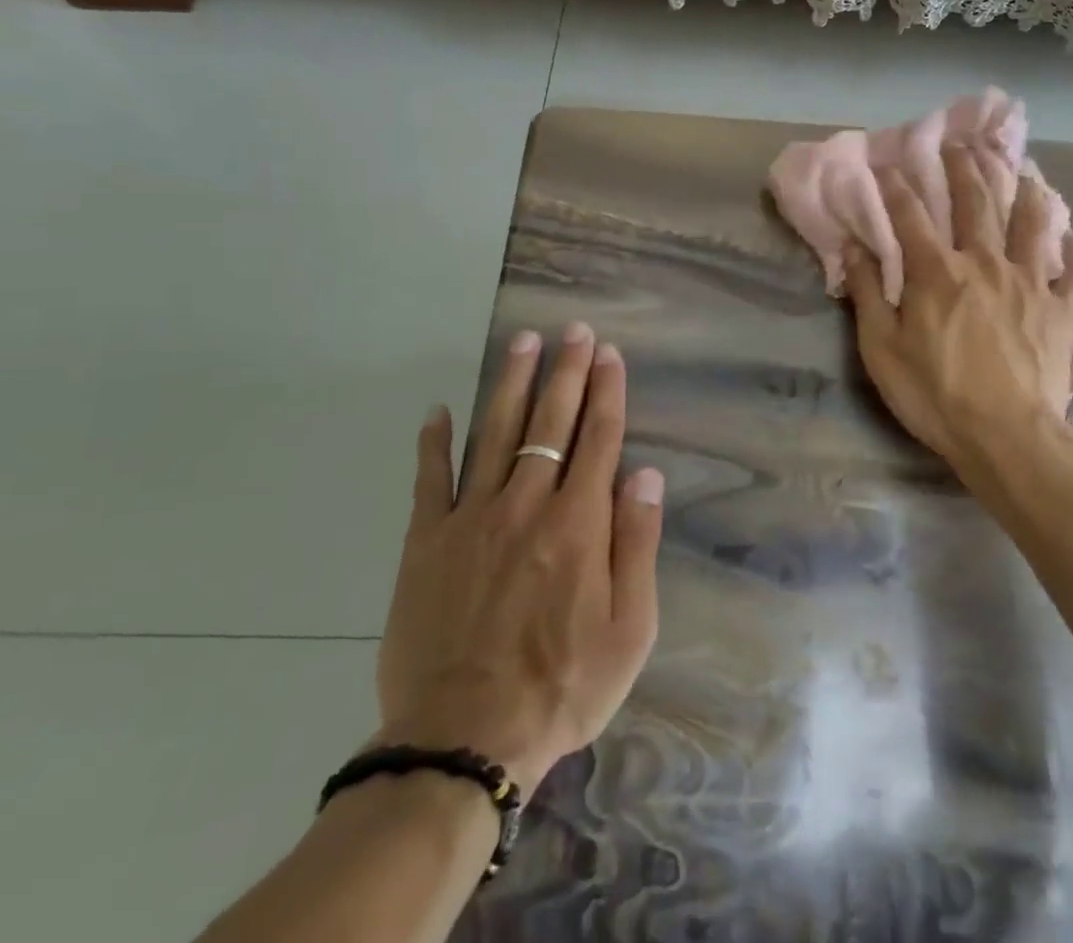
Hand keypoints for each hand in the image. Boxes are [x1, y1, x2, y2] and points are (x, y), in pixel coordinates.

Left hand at [374, 323, 663, 792]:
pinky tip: (438, 410)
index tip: (609, 353)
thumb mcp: (630, 629)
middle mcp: (527, 505)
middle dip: (567, 371)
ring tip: (523, 342)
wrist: (463, 742)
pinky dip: (434, 443)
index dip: (607, 391)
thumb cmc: (562, 686)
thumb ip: (637, 544)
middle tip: (573, 330)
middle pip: (551, 422)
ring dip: (512, 383)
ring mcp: (471, 519)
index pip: (600, 438)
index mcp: (579, 523)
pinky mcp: (426, 543)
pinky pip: (430, 480)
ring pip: (496, 434)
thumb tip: (646, 473)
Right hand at [844, 147, 1072, 475]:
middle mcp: (984, 263)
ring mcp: (1028, 282)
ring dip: (1023, 192)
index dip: (897, 186)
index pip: (911, 215)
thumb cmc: (935, 394)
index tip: (888, 163)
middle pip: (975, 203)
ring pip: (1028, 224)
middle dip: (964, 168)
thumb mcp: (882, 349)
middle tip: (960, 143)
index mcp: (937, 272)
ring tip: (1021, 171)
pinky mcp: (1060, 308)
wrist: (1007, 436)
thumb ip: (868, 293)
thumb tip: (853, 247)